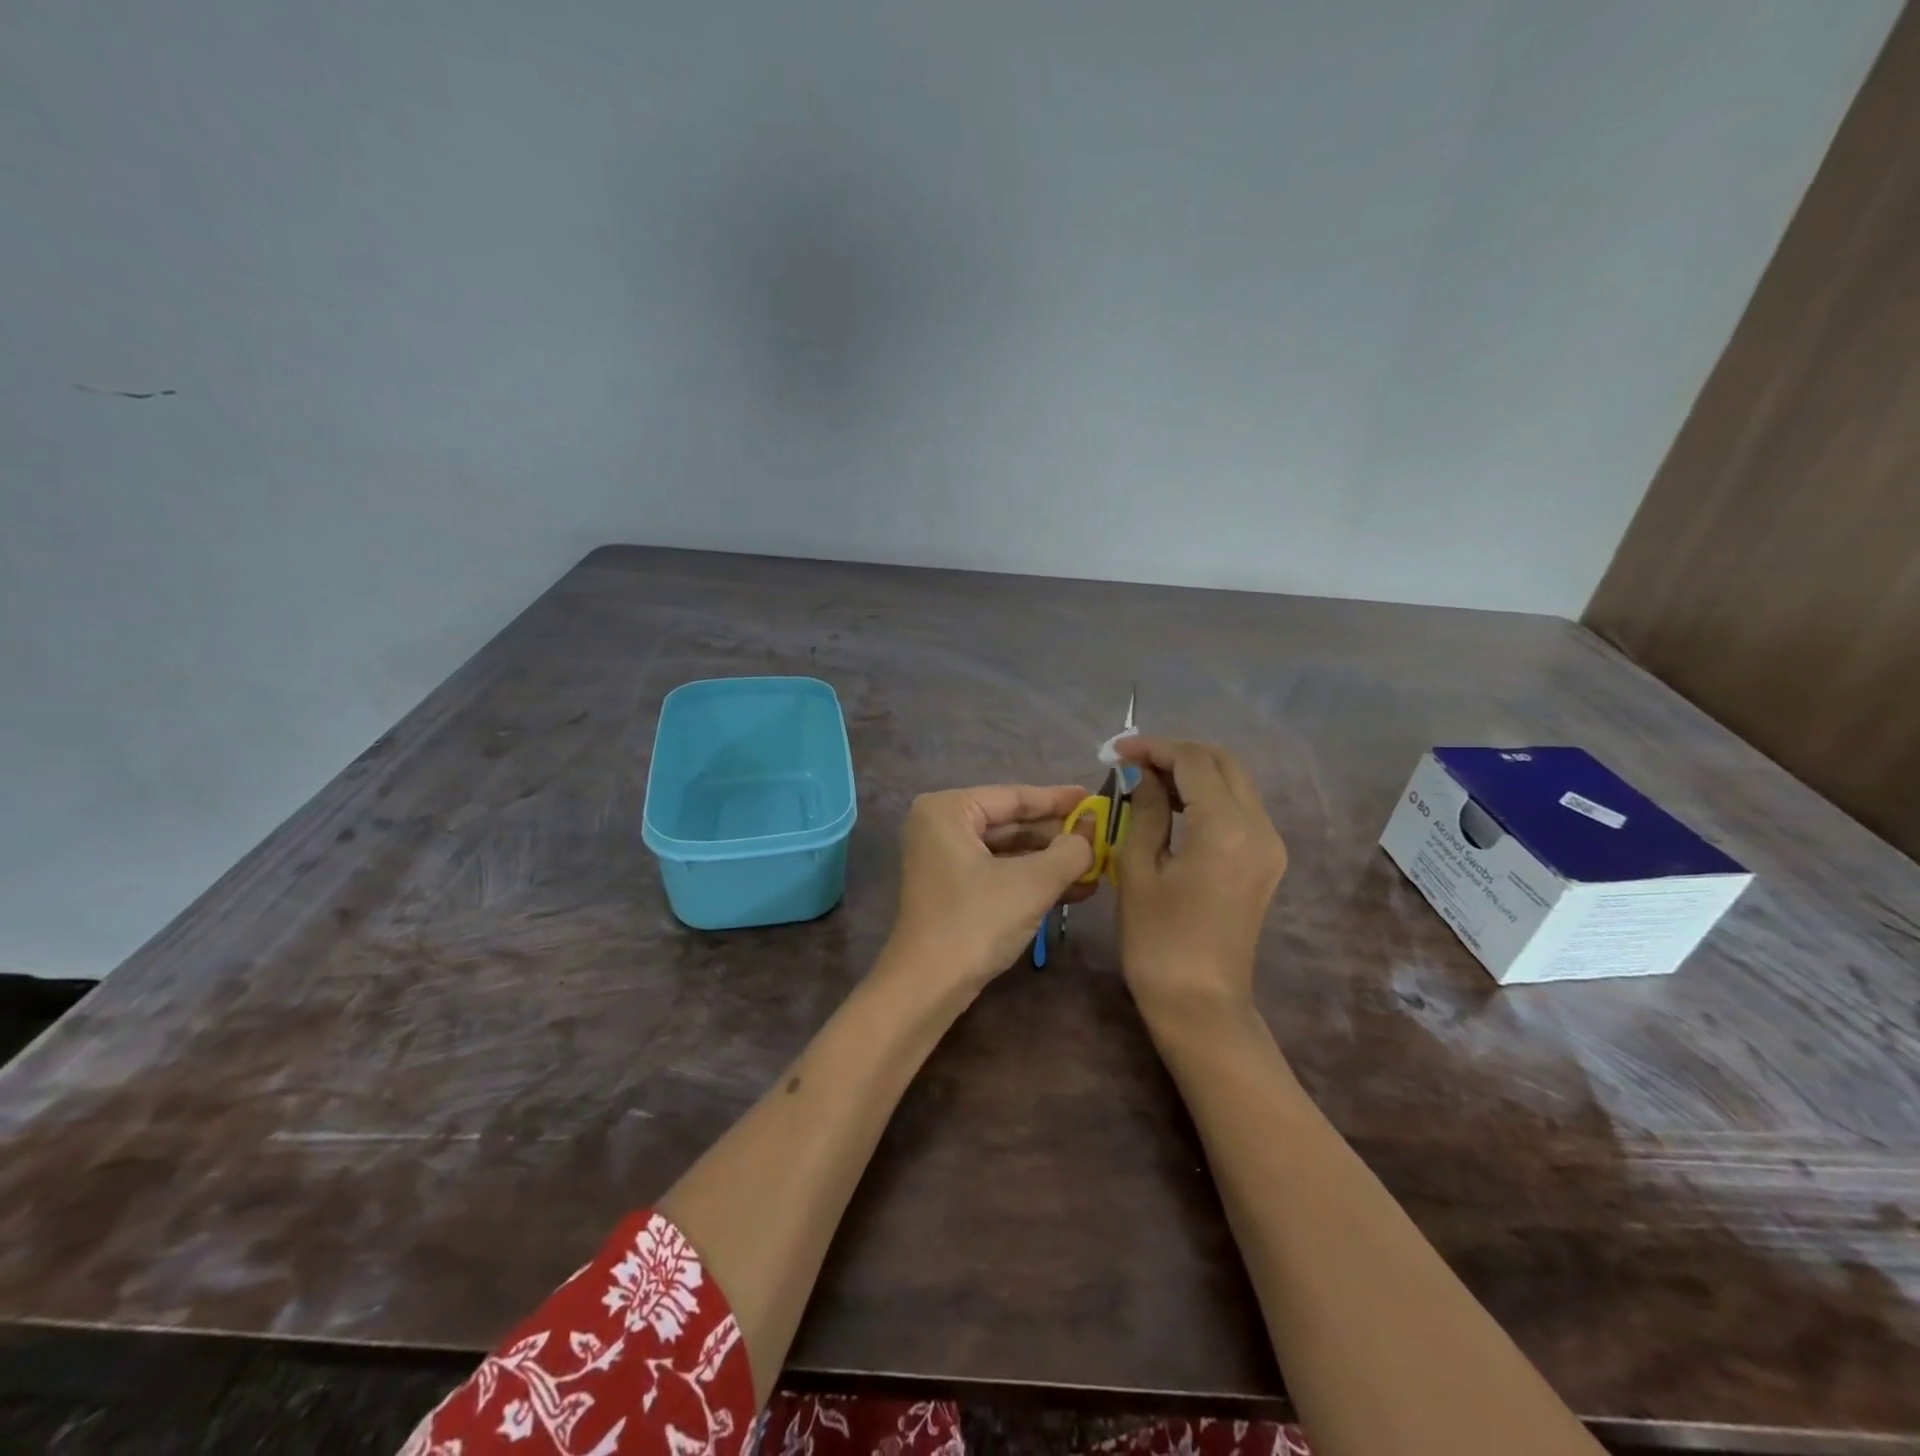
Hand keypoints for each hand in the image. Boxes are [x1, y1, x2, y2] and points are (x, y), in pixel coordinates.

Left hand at [882, 785, 1094, 996]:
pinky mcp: (950, 887)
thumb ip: (1069, 850)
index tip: (1094, 798)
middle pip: (1010, 822)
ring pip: (1007, 850)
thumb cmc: (976, 922)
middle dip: (1056, 835)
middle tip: (1101, 836)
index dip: (1057, 799)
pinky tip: (1073, 889)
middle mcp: (939, 825)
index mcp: (948, 810)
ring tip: (1096, 866)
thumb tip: (1092, 831)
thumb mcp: (1032, 883)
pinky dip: (1031, 879)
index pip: (1013, 797)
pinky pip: (997, 871)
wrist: (927, 986)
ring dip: (1050, 861)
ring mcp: (942, 858)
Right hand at [1114, 738, 1286, 1015]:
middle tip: (1135, 761)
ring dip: (1194, 772)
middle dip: (1178, 753)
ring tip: (1148, 781)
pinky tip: (1175, 808)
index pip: (1193, 761)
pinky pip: (1240, 809)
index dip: (1154, 748)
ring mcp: (1270, 844)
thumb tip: (1145, 775)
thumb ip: (1145, 810)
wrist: (1200, 1002)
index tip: (1117, 750)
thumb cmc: (1157, 938)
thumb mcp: (1138, 868)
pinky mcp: (1267, 861)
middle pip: (1223, 762)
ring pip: (1235, 783)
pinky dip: (1208, 796)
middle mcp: (1259, 826)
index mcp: (1225, 826)